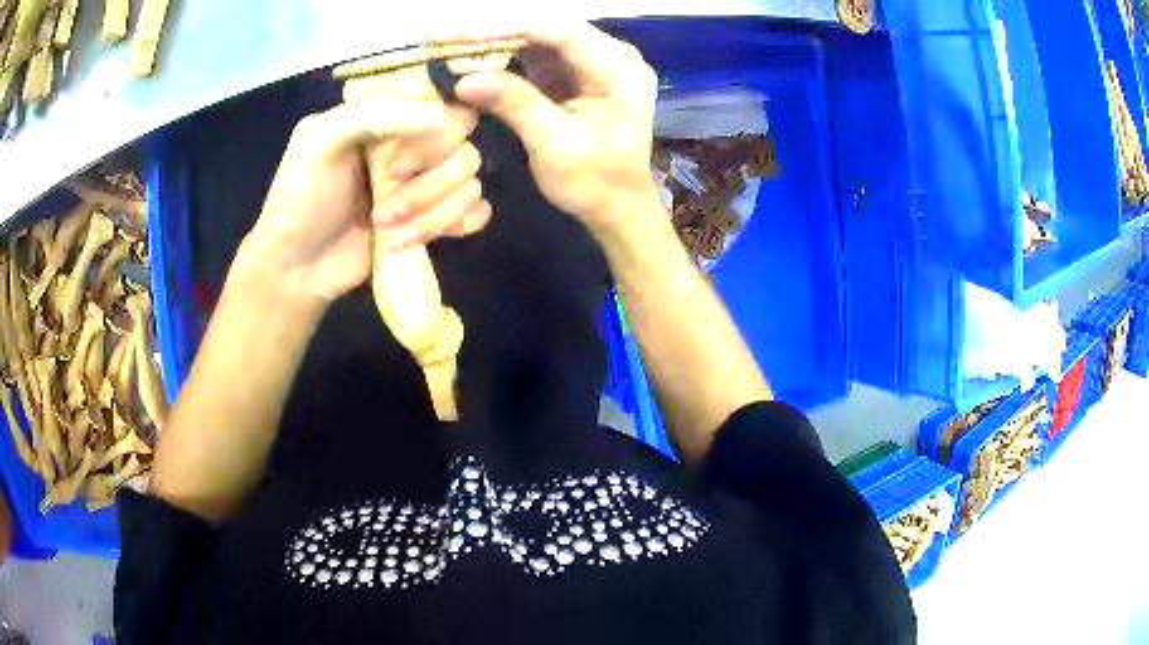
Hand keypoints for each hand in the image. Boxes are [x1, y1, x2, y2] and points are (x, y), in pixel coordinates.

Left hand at [246, 99, 484, 303]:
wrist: (297, 269)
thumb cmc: (301, 198)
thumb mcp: (321, 139)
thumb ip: (378, 113)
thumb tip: (446, 118)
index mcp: (389, 114)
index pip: (445, 104)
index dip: (435, 133)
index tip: (400, 162)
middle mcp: (414, 143)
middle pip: (466, 146)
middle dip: (430, 183)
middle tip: (386, 200)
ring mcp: (426, 182)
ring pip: (470, 184)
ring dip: (432, 213)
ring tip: (387, 230)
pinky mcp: (434, 218)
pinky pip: (477, 211)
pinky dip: (461, 223)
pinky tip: (429, 237)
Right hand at [449, 22, 661, 237]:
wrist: (618, 206)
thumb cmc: (595, 182)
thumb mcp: (554, 146)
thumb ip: (514, 105)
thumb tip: (464, 79)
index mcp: (618, 70)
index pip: (560, 31)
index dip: (506, 27)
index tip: (456, 34)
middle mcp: (611, 54)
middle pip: (548, 28)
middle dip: (494, 31)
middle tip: (443, 37)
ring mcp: (594, 60)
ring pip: (538, 38)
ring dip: (495, 42)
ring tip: (450, 46)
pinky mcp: (576, 71)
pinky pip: (537, 53)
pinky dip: (504, 56)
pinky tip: (473, 59)